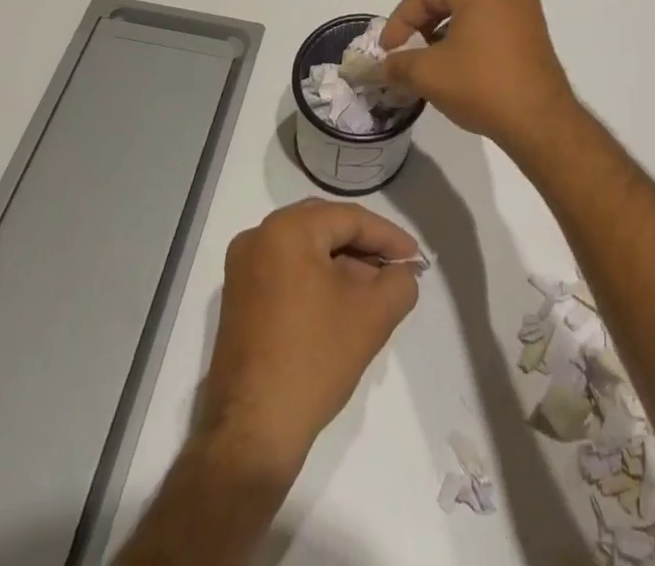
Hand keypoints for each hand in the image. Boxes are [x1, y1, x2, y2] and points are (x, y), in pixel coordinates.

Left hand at [195, 200, 420, 481]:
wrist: (251, 435)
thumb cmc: (313, 361)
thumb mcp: (372, 317)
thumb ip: (399, 284)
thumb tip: (405, 272)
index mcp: (286, 230)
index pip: (349, 218)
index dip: (387, 236)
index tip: (415, 257)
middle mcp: (259, 237)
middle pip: (325, 227)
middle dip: (365, 246)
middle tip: (397, 267)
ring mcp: (243, 268)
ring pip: (306, 249)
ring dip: (343, 263)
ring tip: (376, 287)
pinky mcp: (239, 297)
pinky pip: (287, 269)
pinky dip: (317, 278)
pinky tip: (343, 300)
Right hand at [379, 0, 579, 158]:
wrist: (541, 122)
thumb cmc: (482, 85)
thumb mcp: (428, 74)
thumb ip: (398, 64)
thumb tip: (380, 68)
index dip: (399, 21)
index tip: (386, 51)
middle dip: (421, 25)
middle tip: (404, 53)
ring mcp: (526, 7)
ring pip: (471, 10)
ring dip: (444, 32)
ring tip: (429, 63)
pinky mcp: (535, 30)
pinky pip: (492, 23)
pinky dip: (470, 38)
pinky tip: (458, 65)